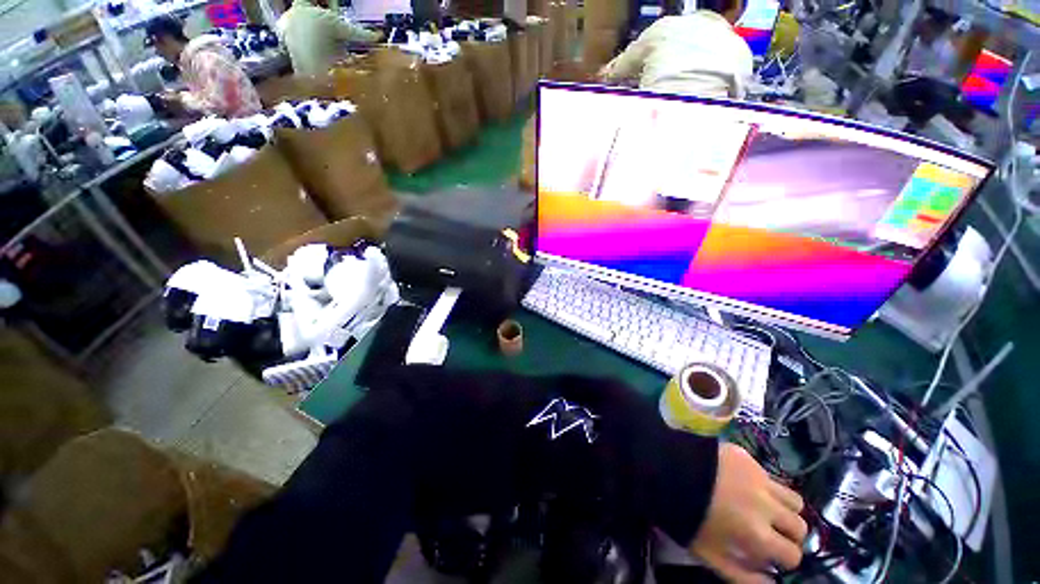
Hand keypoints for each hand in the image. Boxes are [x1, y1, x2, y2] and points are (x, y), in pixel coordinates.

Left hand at [690, 443, 807, 582]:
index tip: (770, 555)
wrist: (662, 466)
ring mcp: (758, 476)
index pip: (793, 555)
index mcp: (757, 534)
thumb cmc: (683, 514)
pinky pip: (770, 475)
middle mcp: (766, 505)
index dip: (783, 559)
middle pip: (800, 526)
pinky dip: (766, 486)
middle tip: (770, 533)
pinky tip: (744, 486)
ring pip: (793, 499)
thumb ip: (744, 576)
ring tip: (765, 510)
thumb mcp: (709, 554)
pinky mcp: (746, 455)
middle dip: (788, 535)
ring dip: (785, 509)